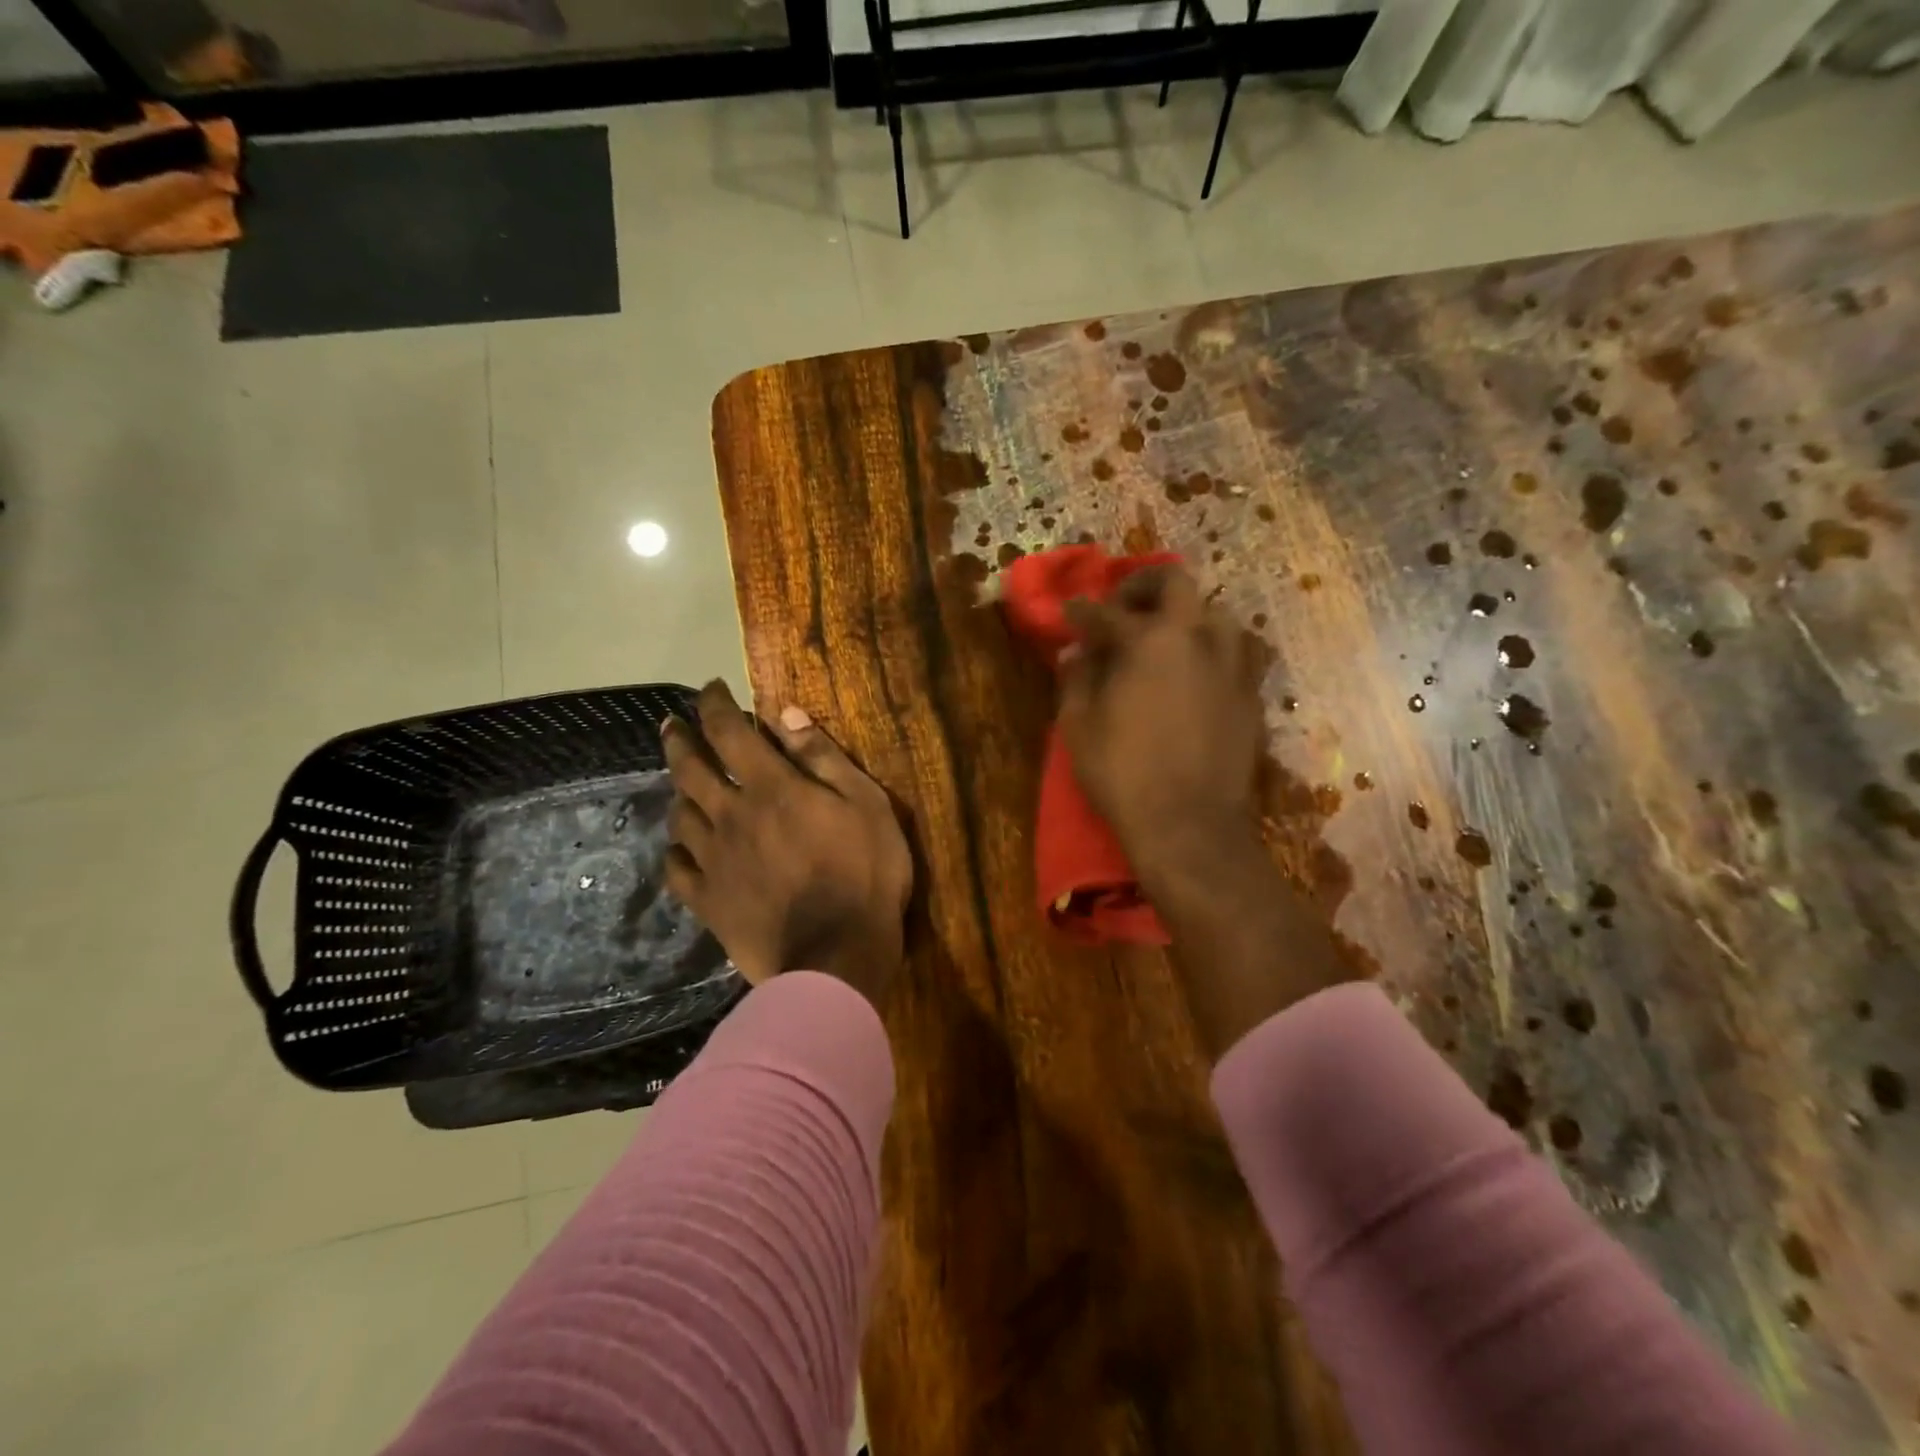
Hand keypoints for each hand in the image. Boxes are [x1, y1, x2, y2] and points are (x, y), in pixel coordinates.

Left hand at [662, 681, 912, 1008]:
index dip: (715, 705)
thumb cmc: (865, 874)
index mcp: (770, 788)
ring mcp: (714, 861)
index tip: (710, 689)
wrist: (837, 956)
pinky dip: (677, 850)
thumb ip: (823, 758)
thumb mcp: (866, 804)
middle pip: (690, 769)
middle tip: (671, 725)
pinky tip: (681, 847)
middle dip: (679, 739)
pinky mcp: (708, 902)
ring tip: (680, 782)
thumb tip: (785, 713)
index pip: (730, 732)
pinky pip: (678, 869)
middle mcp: (731, 815)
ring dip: (678, 791)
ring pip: (681, 815)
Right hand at [1057, 564, 1266, 891]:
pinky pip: (1240, 655)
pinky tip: (1199, 675)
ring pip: (1218, 614)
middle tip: (1124, 606)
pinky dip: (1216, 653)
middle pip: (1177, 583)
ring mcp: (1233, 665)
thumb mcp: (1079, 726)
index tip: (1070, 612)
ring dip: (1189, 617)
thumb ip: (1076, 679)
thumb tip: (1076, 652)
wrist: (1189, 824)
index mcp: (1149, 641)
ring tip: (1169, 639)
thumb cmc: (1123, 773)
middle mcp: (1197, 638)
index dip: (1082, 611)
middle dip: (1144, 585)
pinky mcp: (1252, 696)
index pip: (1108, 613)